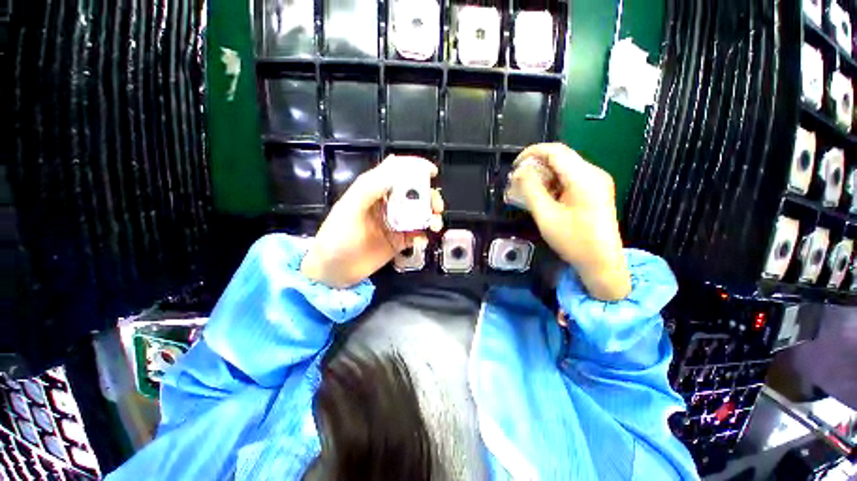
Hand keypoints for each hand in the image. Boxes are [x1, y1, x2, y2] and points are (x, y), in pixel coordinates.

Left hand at [301, 155, 444, 287]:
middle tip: (437, 206)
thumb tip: (397, 166)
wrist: (334, 271)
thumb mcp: (350, 208)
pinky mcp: (400, 241)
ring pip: (420, 213)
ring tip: (435, 224)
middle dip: (429, 196)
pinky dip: (424, 235)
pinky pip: (418, 234)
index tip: (432, 172)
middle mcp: (388, 203)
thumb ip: (371, 187)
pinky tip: (423, 240)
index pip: (397, 170)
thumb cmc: (338, 236)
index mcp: (374, 189)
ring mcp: (395, 223)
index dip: (415, 167)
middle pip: (414, 192)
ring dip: (431, 216)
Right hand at [509, 143, 630, 300]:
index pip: (555, 151)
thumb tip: (519, 172)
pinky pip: (570, 179)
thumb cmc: (573, 240)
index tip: (514, 166)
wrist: (601, 262)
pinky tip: (542, 196)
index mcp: (584, 177)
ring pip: (564, 168)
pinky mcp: (595, 191)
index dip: (532, 153)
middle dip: (536, 166)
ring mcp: (597, 182)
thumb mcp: (546, 215)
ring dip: (543, 175)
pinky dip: (553, 183)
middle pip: (560, 158)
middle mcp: (593, 173)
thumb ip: (531, 190)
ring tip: (526, 190)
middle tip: (517, 182)